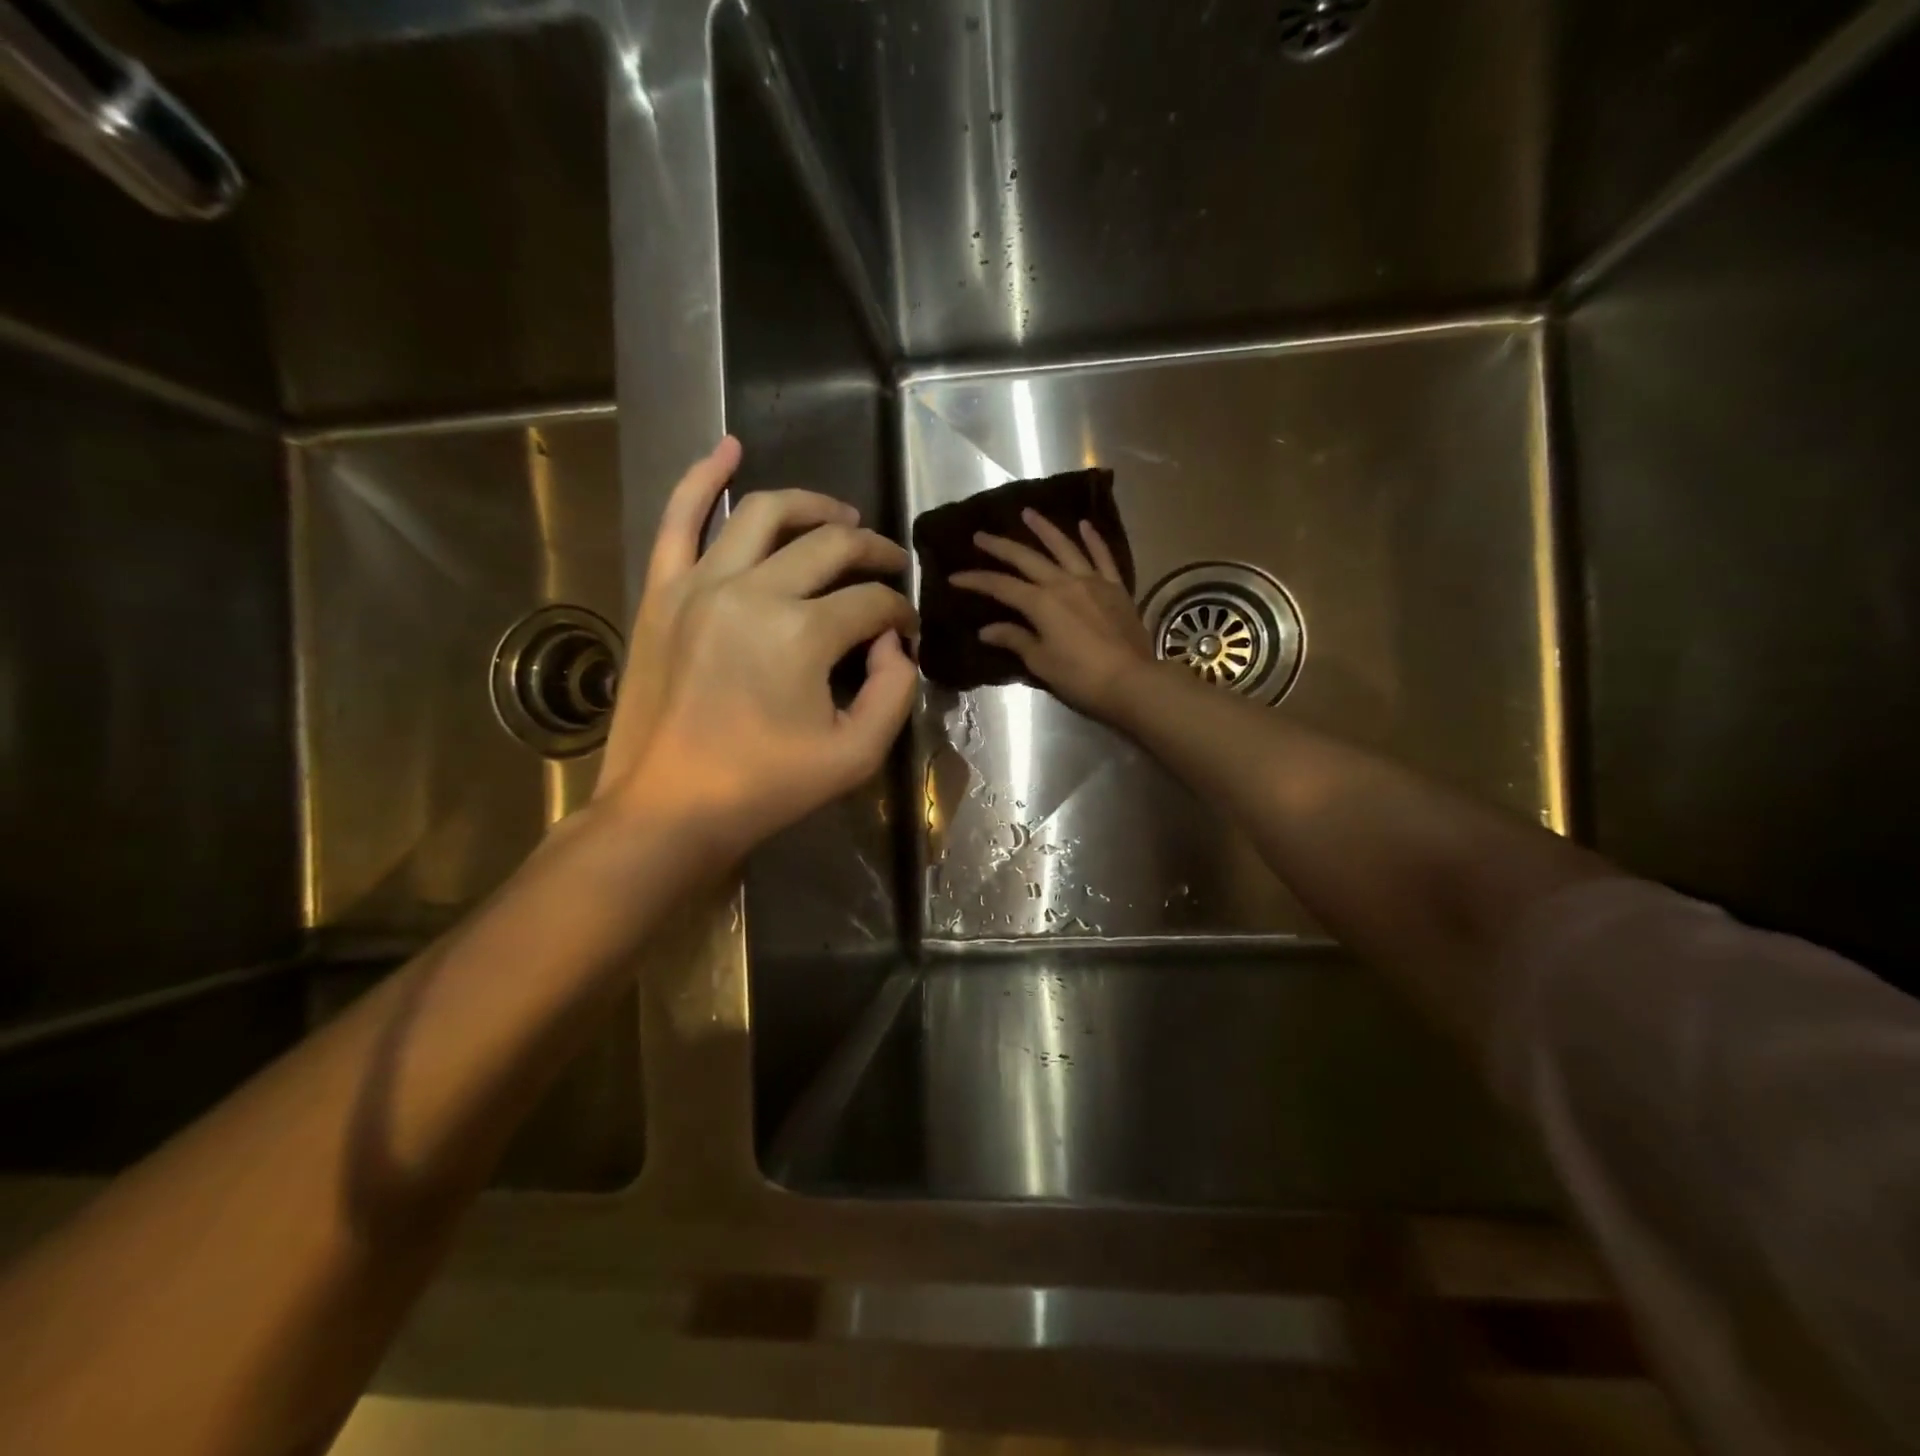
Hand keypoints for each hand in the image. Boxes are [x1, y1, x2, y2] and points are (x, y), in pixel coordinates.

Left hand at [596, 437, 917, 857]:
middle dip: (873, 551)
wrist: (668, 808)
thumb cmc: (766, 789)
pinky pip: (680, 517)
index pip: (872, 602)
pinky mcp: (663, 591)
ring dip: (814, 506)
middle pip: (831, 545)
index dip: (901, 613)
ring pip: (766, 514)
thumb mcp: (856, 755)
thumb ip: (895, 691)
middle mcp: (753, 591)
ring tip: (842, 516)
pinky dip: (704, 476)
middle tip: (891, 566)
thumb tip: (894, 642)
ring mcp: (700, 584)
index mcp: (802, 634)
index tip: (906, 632)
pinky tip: (729, 448)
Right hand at [950, 509, 1154, 718]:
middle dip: (1001, 547)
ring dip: (1044, 529)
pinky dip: (1093, 539)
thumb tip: (987, 630)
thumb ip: (1015, 640)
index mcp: (1041, 603)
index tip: (955, 577)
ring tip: (1028, 513)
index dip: (976, 580)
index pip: (1001, 586)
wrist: (1132, 681)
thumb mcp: (1041, 662)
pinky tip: (1084, 525)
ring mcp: (1092, 581)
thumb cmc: (1081, 677)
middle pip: (1027, 559)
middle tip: (981, 535)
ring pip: (1064, 547)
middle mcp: (1064, 583)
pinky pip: (1102, 556)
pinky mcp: (1116, 587)